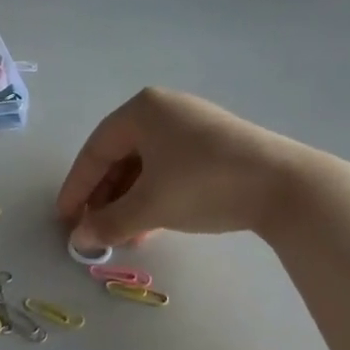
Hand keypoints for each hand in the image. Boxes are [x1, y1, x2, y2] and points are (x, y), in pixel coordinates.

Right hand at [55, 88, 327, 247]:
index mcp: (142, 110)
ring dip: (129, 201)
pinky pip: (170, 168)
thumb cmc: (204, 184)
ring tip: (123, 235)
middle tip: (93, 229)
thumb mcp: (150, 206)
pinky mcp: (215, 144)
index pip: (95, 150)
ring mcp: (192, 125)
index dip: (76, 187)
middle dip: (105, 197)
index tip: (64, 218)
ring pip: (146, 165)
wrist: (285, 186)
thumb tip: (79, 239)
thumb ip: (109, 222)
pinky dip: (155, 195)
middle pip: (120, 156)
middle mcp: (164, 110)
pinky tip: (152, 225)